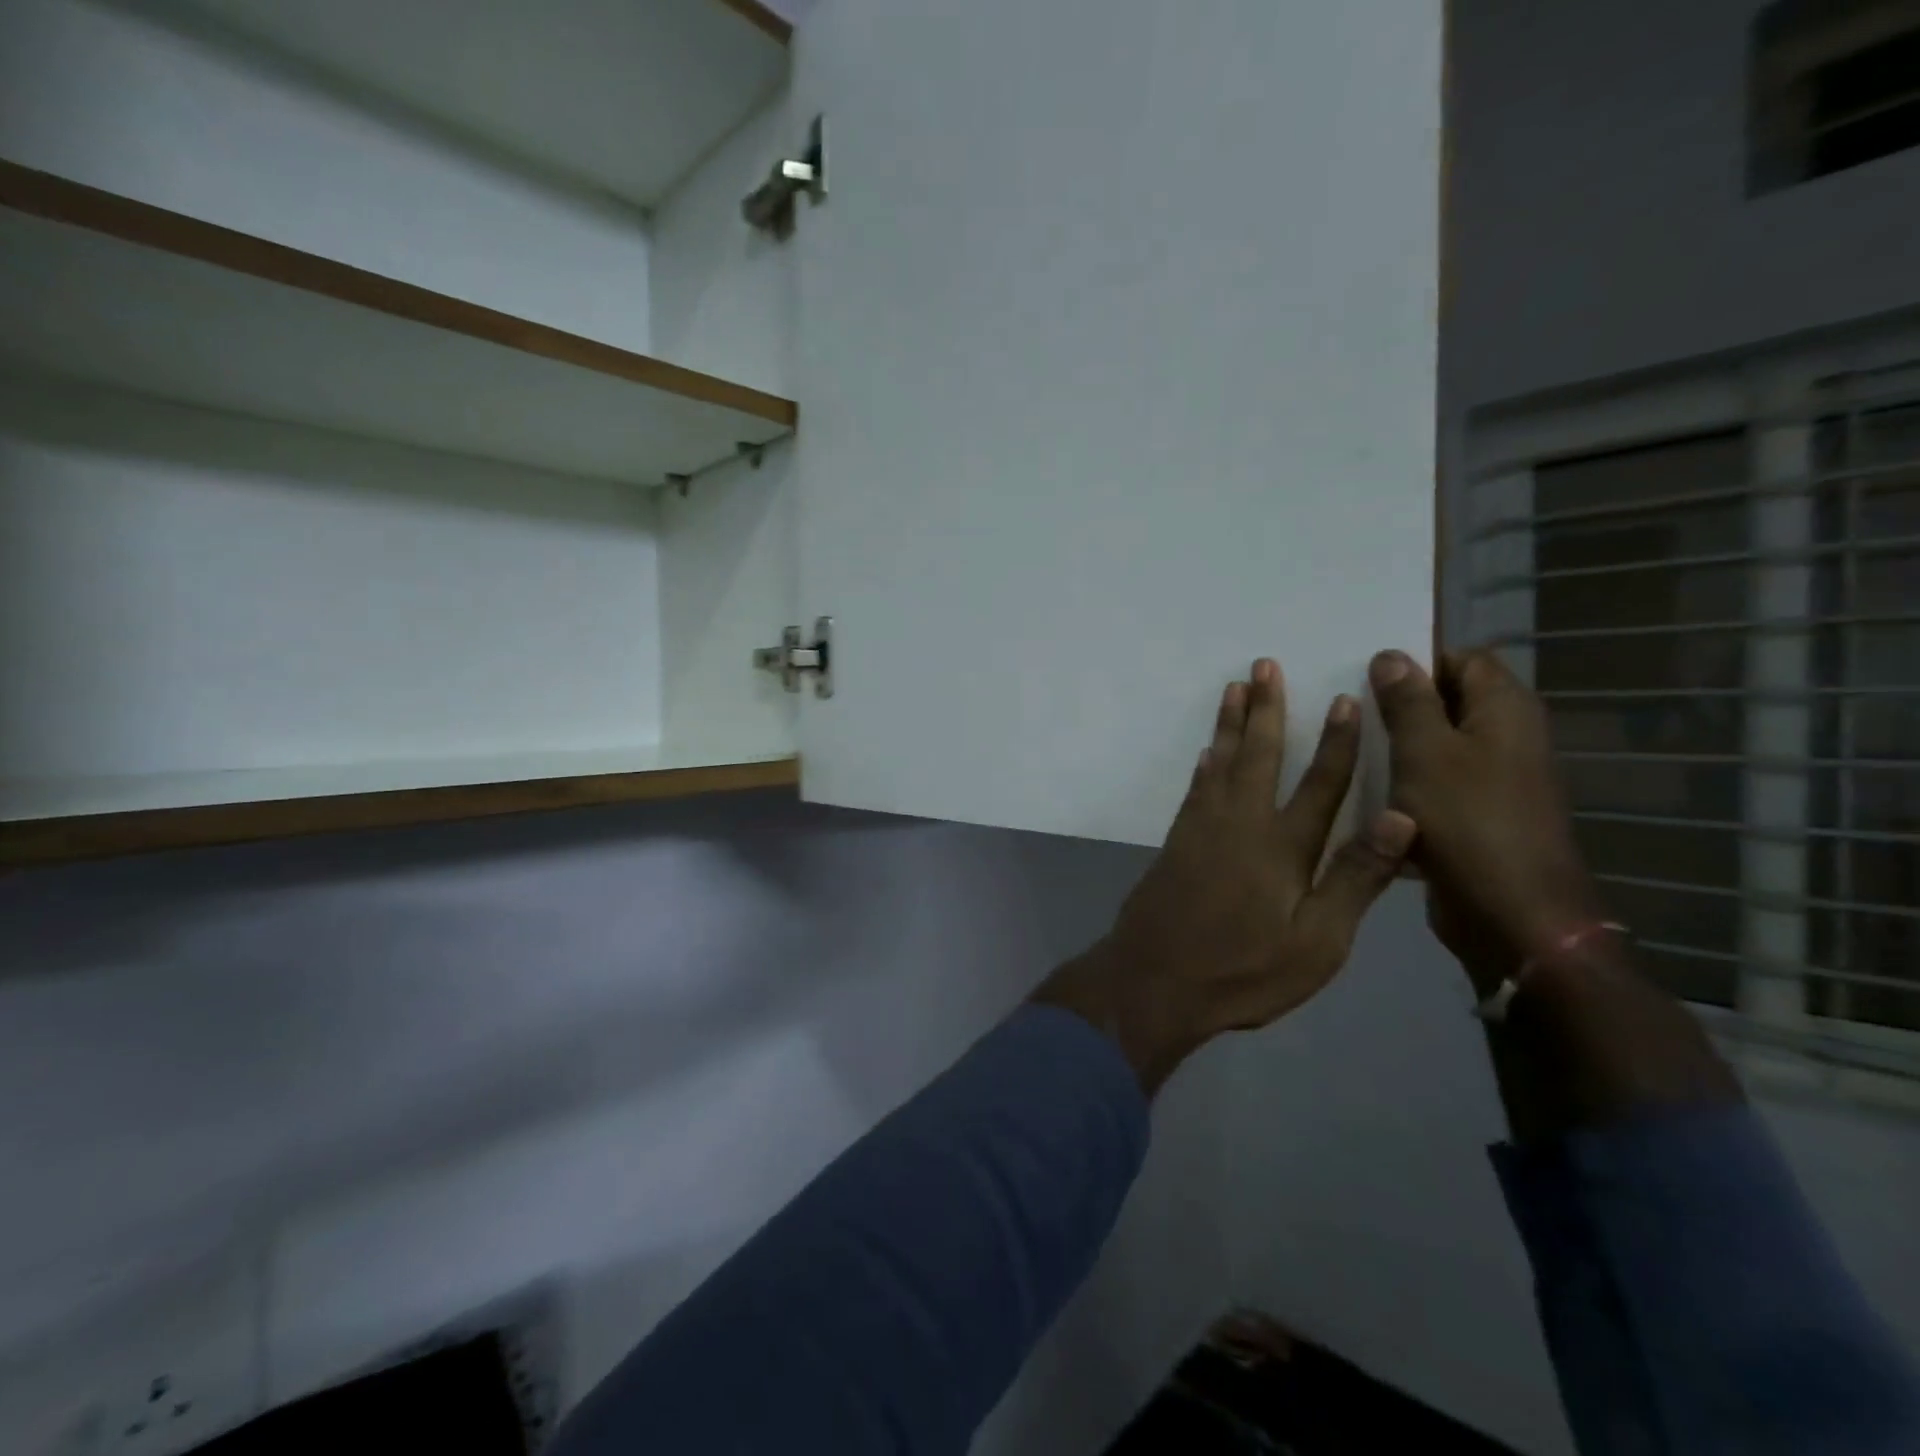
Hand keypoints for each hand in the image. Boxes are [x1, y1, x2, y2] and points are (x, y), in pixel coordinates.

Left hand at [1036, 658, 1416, 1091]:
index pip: (1320, 783)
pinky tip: (1206, 752)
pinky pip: (1195, 788)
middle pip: (1259, 755)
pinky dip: (1205, 764)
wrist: (1155, 978)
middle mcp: (1242, 824)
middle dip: (1267, 709)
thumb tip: (1401, 815)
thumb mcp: (1318, 941)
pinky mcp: (1176, 841)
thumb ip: (1355, 877)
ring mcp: (1202, 829)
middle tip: (1265, 664)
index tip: (1344, 698)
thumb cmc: (1244, 969)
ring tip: (1235, 687)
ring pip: (1221, 762)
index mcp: (1284, 846)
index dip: (1336, 741)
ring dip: (1230, 724)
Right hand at [1368, 648, 1603, 991]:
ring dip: (1396, 744)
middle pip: (1449, 700)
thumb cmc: (1468, 820)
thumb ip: (1407, 702)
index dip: (1417, 660)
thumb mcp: (1425, 752)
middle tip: (1344, 707)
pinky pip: (1436, 782)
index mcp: (1505, 709)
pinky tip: (1364, 790)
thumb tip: (1391, 656)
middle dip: (1398, 702)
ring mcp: (1495, 778)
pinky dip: (1405, 780)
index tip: (1364, 675)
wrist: (1511, 913)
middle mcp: (1507, 736)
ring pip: (1437, 744)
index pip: (1462, 658)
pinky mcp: (1477, 813)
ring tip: (1343, 745)